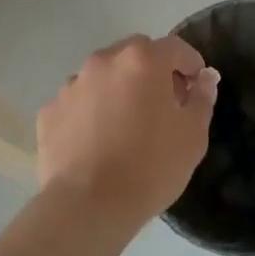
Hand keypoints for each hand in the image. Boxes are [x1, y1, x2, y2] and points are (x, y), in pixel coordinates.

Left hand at [38, 35, 217, 227]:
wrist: (88, 207)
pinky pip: (78, 102)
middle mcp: (104, 61)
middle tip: (162, 105)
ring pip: (104, 76)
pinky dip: (90, 112)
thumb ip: (202, 98)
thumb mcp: (193, 135)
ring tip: (125, 126)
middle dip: (153, 71)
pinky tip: (96, 142)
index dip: (192, 65)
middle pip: (136, 54)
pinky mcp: (49, 112)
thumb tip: (205, 77)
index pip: (176, 48)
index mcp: (143, 60)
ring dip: (118, 89)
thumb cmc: (150, 167)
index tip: (196, 88)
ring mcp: (72, 85)